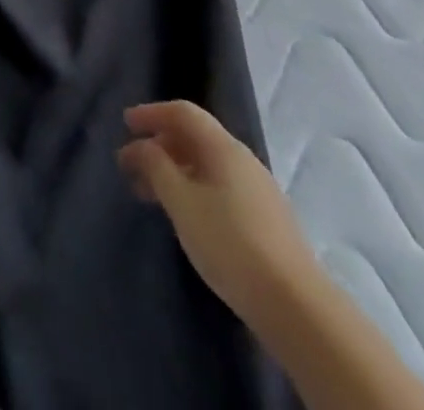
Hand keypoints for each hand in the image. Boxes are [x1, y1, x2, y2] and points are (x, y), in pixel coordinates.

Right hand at [118, 100, 317, 323]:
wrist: (298, 309)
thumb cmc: (230, 243)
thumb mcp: (181, 201)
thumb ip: (156, 166)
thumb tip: (142, 146)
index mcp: (224, 148)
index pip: (183, 113)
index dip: (151, 113)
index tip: (125, 125)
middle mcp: (243, 161)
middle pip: (195, 138)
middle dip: (159, 145)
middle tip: (130, 164)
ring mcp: (258, 192)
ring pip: (207, 166)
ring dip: (174, 171)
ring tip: (149, 193)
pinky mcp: (265, 221)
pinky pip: (220, 188)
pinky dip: (193, 189)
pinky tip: (183, 214)